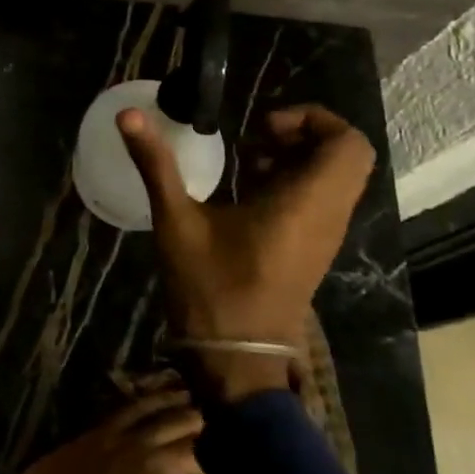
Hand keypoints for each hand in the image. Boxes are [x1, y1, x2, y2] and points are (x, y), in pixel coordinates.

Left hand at [0, 390, 234, 473]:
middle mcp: (158, 466)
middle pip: (204, 458)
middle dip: (223, 470)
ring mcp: (128, 441)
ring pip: (175, 420)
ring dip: (198, 423)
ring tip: (215, 424)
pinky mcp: (102, 429)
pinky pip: (138, 405)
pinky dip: (160, 398)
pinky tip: (175, 395)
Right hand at [118, 103, 376, 400]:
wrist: (235, 359)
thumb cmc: (209, 288)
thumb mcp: (176, 221)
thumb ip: (155, 164)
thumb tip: (126, 114)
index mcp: (305, 203)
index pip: (348, 143)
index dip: (313, 120)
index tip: (261, 126)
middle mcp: (327, 216)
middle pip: (346, 157)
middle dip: (303, 135)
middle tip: (256, 137)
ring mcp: (323, 236)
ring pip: (335, 179)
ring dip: (297, 159)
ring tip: (247, 160)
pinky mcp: (312, 251)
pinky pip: (320, 201)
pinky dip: (294, 183)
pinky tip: (246, 191)